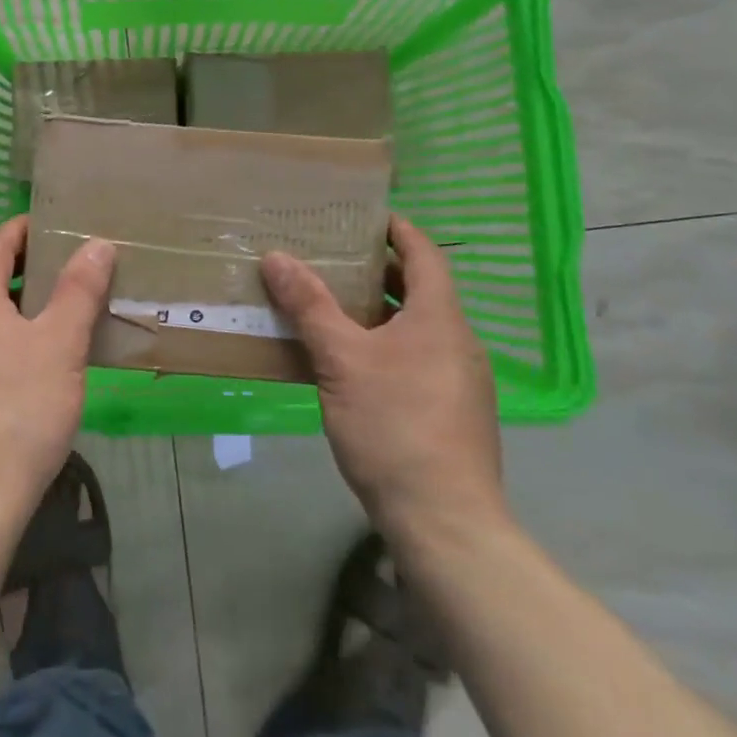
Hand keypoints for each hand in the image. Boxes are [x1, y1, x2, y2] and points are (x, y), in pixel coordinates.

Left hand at [0, 215, 115, 531]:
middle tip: (66, 273)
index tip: (53, 225)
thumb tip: (96, 243)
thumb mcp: (61, 345)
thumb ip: (79, 290)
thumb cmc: (20, 412)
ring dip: (12, 311)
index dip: (22, 230)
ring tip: (52, 321)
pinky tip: (25, 371)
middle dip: (23, 271)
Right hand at [263, 214, 507, 544]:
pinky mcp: (453, 412)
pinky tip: (351, 362)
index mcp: (440, 317)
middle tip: (333, 256)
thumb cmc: (395, 426)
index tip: (364, 215)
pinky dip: (387, 344)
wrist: (445, 522)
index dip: (398, 229)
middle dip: (379, 269)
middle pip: (421, 289)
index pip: (425, 253)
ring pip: (418, 327)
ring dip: (380, 310)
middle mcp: (458, 341)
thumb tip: (276, 257)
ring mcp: (460, 380)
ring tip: (333, 303)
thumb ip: (310, 305)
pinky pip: (418, 358)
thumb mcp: (341, 360)